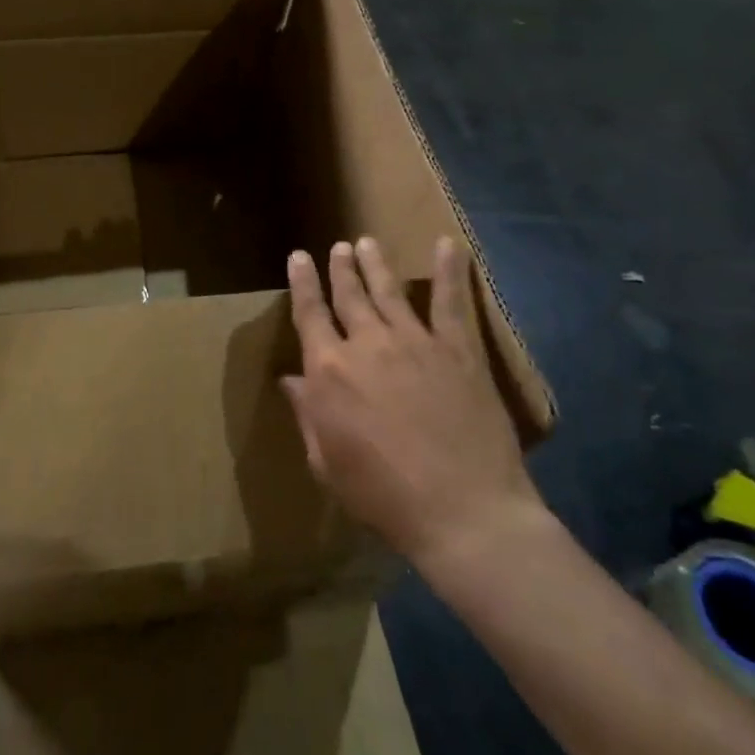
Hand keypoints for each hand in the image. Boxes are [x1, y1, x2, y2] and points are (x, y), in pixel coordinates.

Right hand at [283, 237, 542, 565]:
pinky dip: (449, 270)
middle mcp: (367, 344)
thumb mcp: (326, 463)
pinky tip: (447, 244)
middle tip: (337, 247)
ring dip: (375, 263)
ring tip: (366, 242)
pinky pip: (451, 302)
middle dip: (339, 268)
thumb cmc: (383, 497)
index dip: (302, 283)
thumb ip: (308, 415)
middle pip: (348, 295)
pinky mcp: (457, 350)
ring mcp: (415, 341)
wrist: (462, 512)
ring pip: (389, 290)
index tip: (298, 258)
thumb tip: (292, 380)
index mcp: (329, 370)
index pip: (309, 314)